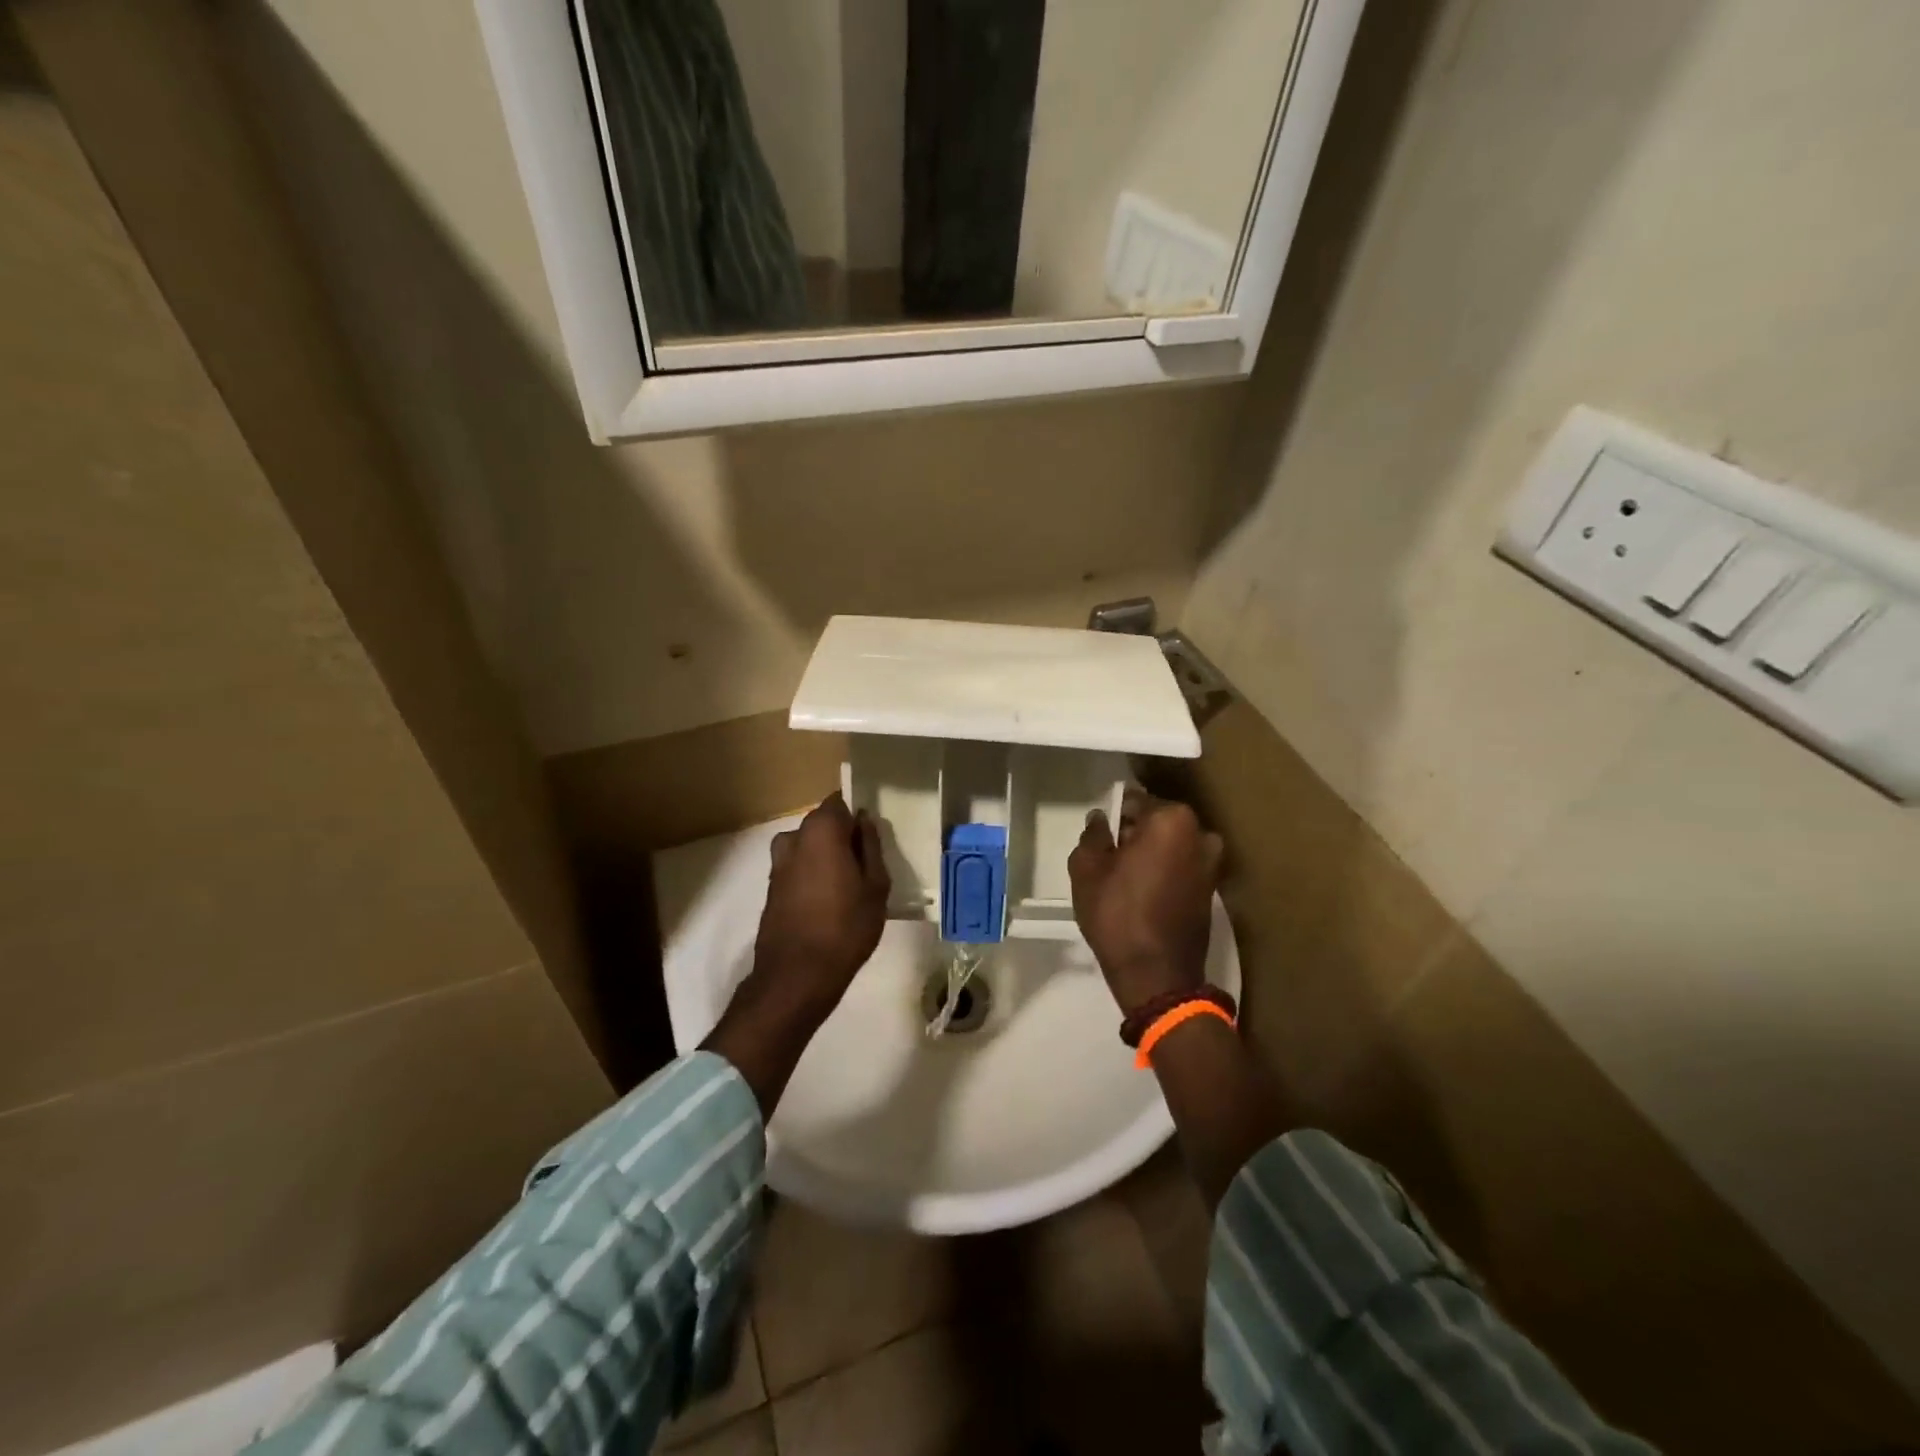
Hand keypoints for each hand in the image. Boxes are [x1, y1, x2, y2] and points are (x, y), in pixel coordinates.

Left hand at [750, 791, 890, 1021]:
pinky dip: (812, 875)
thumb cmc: (846, 927)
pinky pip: (798, 868)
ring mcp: (778, 863)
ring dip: (826, 857)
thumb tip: (864, 822)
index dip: (857, 816)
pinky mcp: (771, 887)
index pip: (840, 803)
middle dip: (842, 836)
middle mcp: (793, 837)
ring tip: (848, 886)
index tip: (871, 837)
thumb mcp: (876, 885)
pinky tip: (828, 902)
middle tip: (866, 865)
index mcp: (821, 829)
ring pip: (809, 847)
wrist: (797, 975)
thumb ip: (871, 847)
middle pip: (823, 824)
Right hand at [1069, 790, 1222, 1016]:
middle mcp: (1201, 834)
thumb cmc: (1117, 914)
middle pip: (1157, 822)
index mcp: (1172, 820)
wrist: (1156, 975)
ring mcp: (1212, 863)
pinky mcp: (1213, 890)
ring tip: (1126, 877)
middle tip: (1110, 857)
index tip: (1101, 835)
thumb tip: (1100, 819)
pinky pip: (1182, 867)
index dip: (1114, 815)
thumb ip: (1093, 835)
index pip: (1135, 801)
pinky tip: (1144, 892)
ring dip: (1151, 853)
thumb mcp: (1087, 869)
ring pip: (1171, 845)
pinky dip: (1165, 872)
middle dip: (1135, 833)